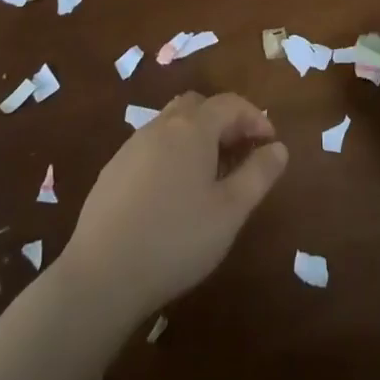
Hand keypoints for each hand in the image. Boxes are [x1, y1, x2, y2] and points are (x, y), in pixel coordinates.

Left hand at [59, 91, 287, 324]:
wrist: (101, 275)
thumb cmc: (177, 239)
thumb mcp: (230, 211)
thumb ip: (259, 174)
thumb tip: (278, 148)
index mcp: (192, 128)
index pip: (230, 104)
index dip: (255, 118)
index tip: (270, 143)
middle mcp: (161, 126)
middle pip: (197, 105)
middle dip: (224, 120)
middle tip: (241, 152)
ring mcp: (131, 146)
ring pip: (171, 124)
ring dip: (196, 136)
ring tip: (210, 174)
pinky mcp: (112, 171)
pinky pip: (151, 146)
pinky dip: (171, 154)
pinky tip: (173, 193)